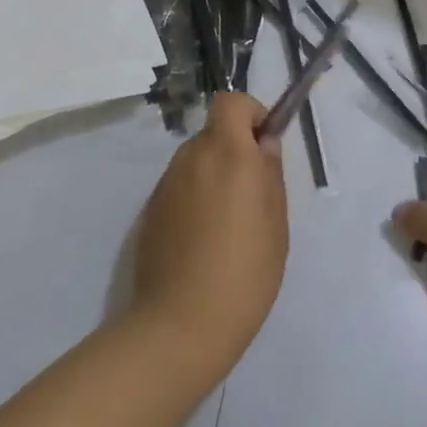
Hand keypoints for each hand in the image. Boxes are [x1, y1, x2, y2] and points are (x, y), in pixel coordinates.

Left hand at [130, 92, 288, 364]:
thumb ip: (270, 173)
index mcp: (227, 154)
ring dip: (214, 175)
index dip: (251, 114)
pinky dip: (195, 199)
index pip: (230, 102)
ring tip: (229, 224)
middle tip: (254, 194)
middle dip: (235, 150)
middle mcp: (191, 159)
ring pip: (196, 161)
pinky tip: (204, 241)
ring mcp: (165, 185)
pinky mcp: (150, 212)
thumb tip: (264, 144)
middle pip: (214, 133)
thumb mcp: (276, 222)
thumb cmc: (245, 271)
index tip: (265, 146)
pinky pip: (180, 188)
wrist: (180, 325)